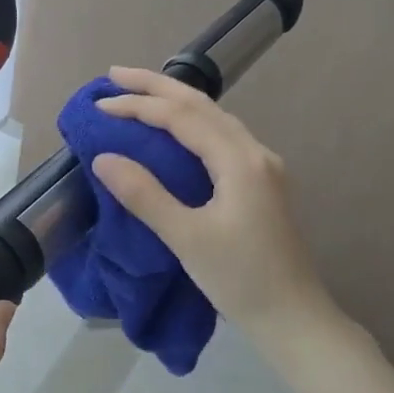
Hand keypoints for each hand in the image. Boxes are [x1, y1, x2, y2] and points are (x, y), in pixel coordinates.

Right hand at [91, 67, 332, 338]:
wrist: (293, 317)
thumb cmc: (240, 279)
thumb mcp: (187, 239)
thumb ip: (145, 195)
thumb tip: (104, 158)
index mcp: (240, 161)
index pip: (182, 118)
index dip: (139, 106)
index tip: (100, 105)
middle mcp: (255, 154)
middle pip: (203, 105)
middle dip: (157, 86)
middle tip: (114, 75)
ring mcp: (262, 168)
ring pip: (215, 119)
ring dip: (176, 102)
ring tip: (139, 94)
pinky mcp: (260, 185)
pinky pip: (221, 138)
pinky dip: (191, 124)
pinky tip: (176, 131)